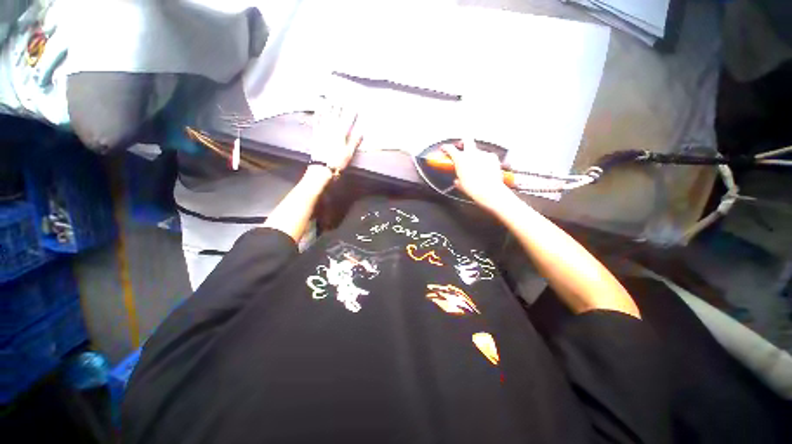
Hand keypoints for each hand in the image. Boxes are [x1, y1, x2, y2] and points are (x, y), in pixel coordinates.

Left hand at [310, 101, 362, 171]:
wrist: (322, 168)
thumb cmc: (337, 162)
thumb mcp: (349, 153)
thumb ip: (354, 142)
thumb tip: (361, 132)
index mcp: (341, 134)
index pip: (348, 120)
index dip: (351, 111)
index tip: (355, 102)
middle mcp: (331, 129)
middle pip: (336, 114)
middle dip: (340, 104)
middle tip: (342, 94)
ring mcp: (322, 130)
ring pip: (326, 115)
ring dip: (329, 105)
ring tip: (330, 96)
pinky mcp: (316, 134)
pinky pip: (316, 121)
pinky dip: (317, 113)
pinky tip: (318, 108)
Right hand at [442, 138, 512, 209]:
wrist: (489, 191)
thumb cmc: (473, 189)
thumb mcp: (461, 185)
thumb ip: (458, 180)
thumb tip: (457, 181)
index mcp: (460, 159)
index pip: (450, 149)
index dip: (446, 147)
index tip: (444, 148)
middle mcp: (471, 154)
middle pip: (467, 139)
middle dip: (464, 141)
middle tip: (462, 145)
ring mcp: (483, 154)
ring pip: (478, 151)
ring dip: (476, 156)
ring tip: (477, 165)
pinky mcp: (493, 157)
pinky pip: (488, 156)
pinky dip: (486, 161)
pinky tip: (486, 168)